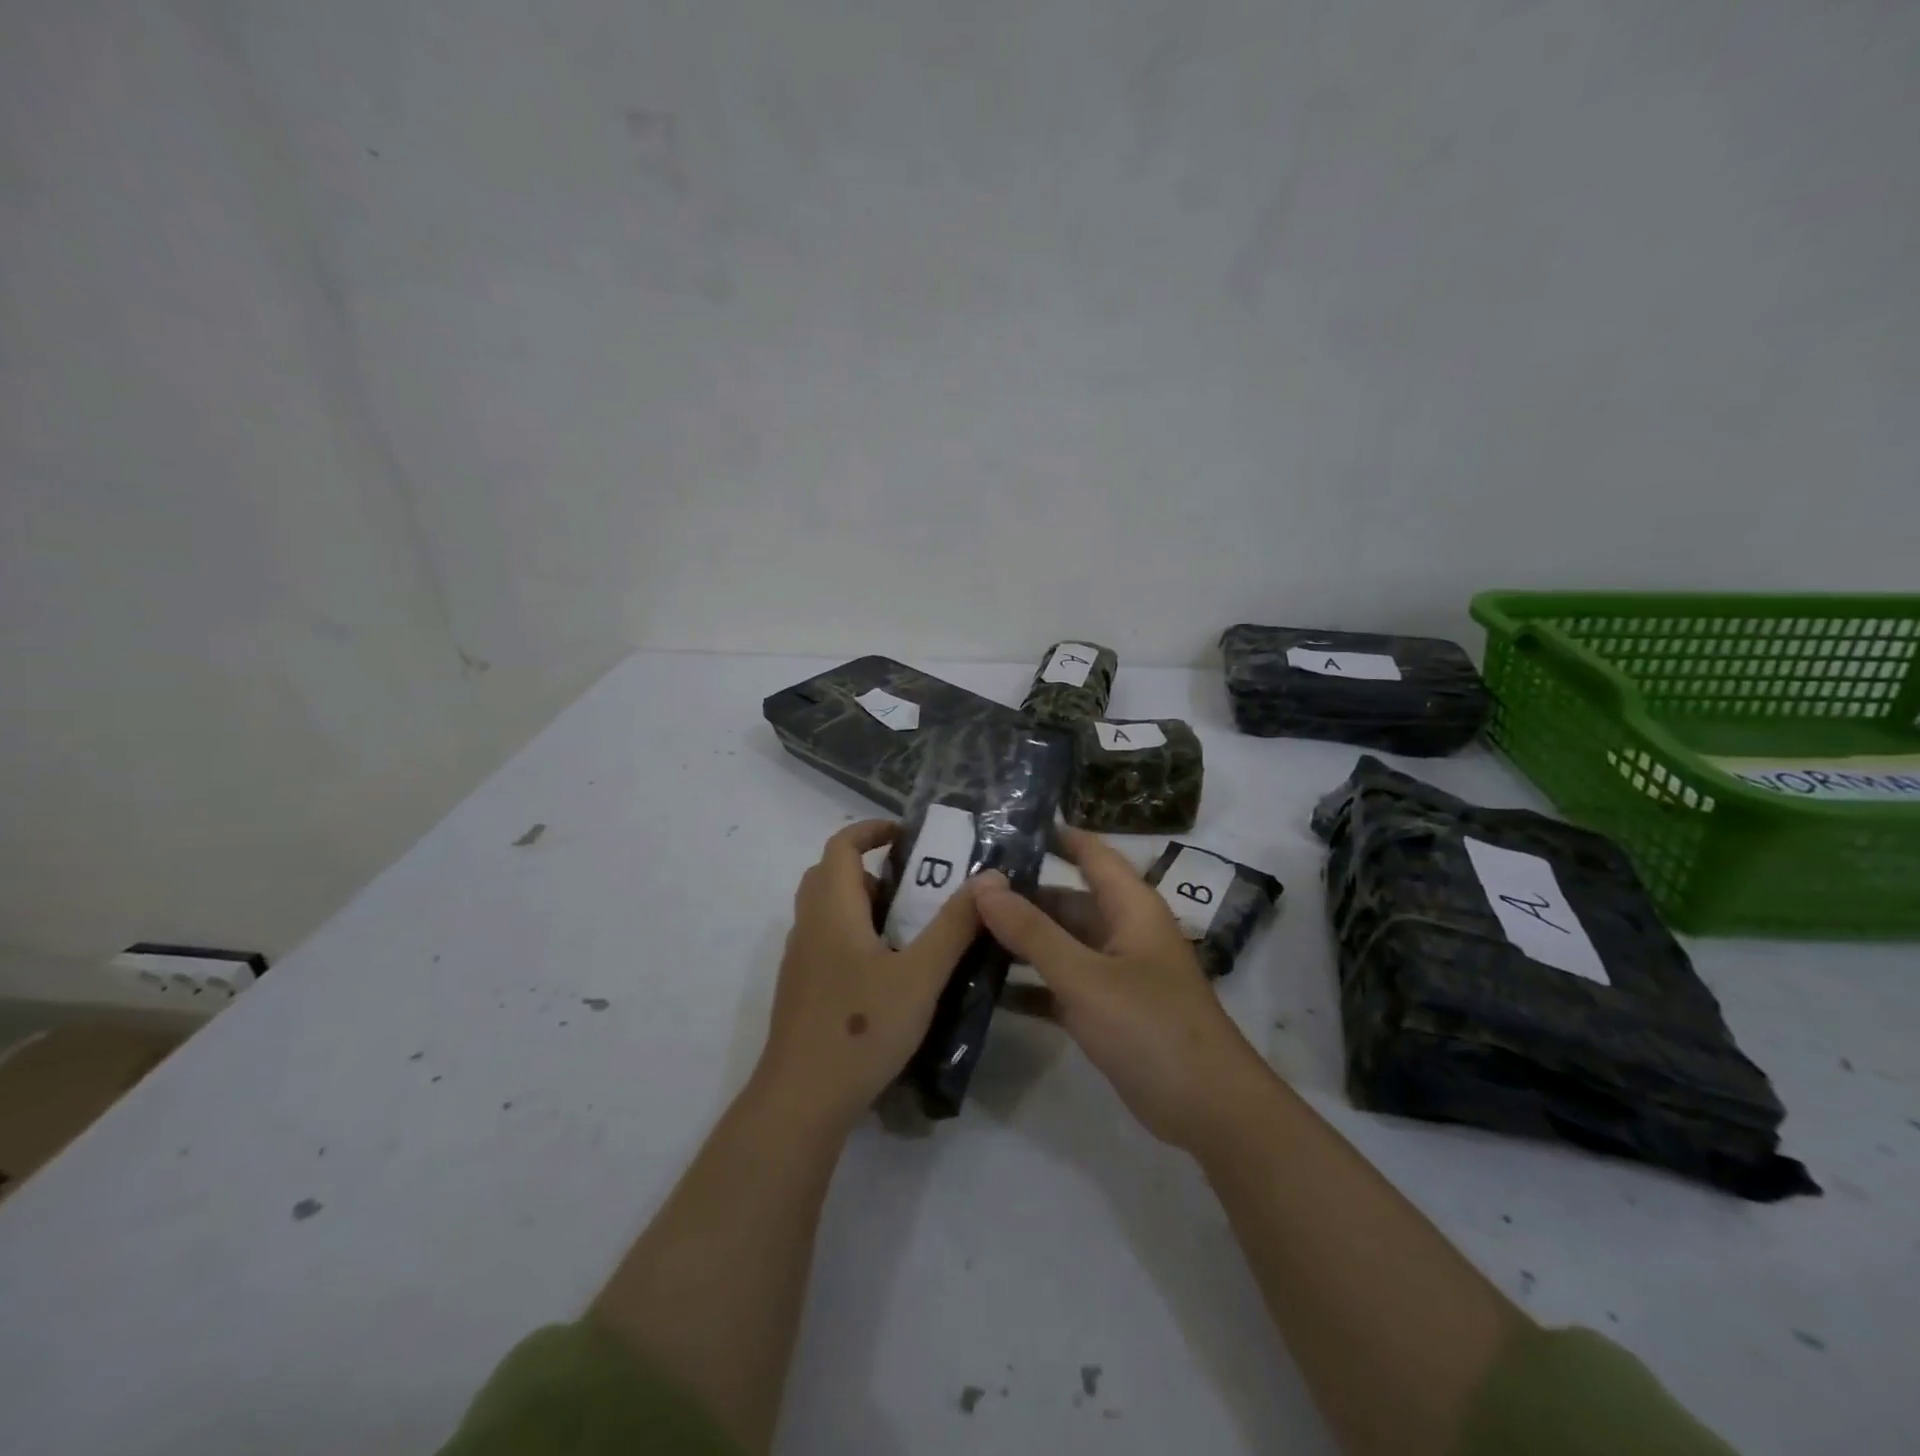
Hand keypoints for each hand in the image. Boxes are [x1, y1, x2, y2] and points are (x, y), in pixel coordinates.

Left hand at [755, 820, 982, 1135]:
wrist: (802, 1100)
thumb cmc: (862, 1028)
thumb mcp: (921, 975)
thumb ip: (955, 926)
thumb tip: (988, 877)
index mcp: (832, 910)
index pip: (841, 845)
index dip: (872, 830)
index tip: (909, 835)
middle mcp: (809, 926)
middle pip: (831, 874)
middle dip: (871, 867)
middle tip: (915, 884)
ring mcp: (801, 960)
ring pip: (828, 910)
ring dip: (864, 903)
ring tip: (911, 927)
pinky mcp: (802, 990)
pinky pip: (827, 941)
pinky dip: (855, 934)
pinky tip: (889, 971)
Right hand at [974, 827, 1267, 1150]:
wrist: (1210, 1111)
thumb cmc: (1150, 1027)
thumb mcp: (1085, 976)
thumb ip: (1032, 931)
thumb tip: (984, 883)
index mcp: (1130, 906)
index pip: (1089, 852)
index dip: (1051, 835)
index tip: (999, 827)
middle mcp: (1122, 930)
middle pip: (1065, 900)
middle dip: (1019, 896)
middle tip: (960, 893)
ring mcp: (1115, 972)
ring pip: (1060, 943)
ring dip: (1019, 942)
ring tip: (962, 934)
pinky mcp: (1107, 1010)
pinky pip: (1061, 984)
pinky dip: (1030, 984)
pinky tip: (985, 988)